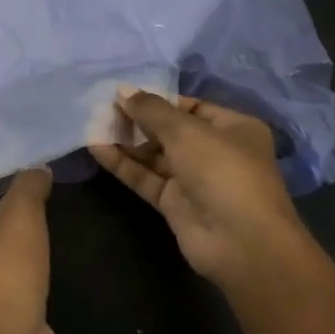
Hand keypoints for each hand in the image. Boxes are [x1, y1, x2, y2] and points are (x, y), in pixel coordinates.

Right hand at [90, 92, 312, 291]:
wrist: (240, 242)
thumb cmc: (222, 171)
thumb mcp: (186, 131)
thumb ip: (151, 110)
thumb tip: (123, 90)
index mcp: (233, 128)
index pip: (190, 107)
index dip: (158, 100)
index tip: (124, 94)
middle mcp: (216, 151)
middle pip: (170, 130)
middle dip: (138, 120)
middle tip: (103, 108)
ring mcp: (195, 180)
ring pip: (155, 155)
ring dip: (127, 141)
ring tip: (94, 125)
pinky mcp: (175, 204)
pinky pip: (146, 178)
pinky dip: (124, 164)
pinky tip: (97, 148)